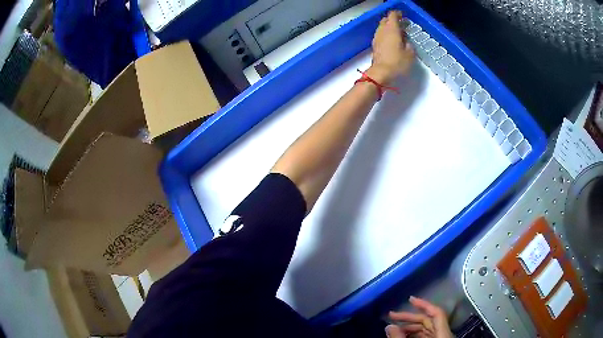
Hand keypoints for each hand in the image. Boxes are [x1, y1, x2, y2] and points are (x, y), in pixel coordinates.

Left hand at [368, 10, 414, 85]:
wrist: (381, 73)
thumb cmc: (397, 62)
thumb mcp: (410, 53)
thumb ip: (409, 43)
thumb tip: (405, 40)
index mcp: (391, 29)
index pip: (393, 15)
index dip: (398, 14)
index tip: (404, 17)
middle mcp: (382, 31)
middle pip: (386, 20)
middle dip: (393, 20)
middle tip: (403, 25)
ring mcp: (377, 38)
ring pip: (382, 27)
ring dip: (390, 28)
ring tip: (399, 34)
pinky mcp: (375, 45)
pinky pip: (381, 35)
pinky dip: (387, 34)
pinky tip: (393, 41)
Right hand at [385, 296, 453, 337]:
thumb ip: (400, 337)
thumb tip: (388, 326)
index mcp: (443, 332)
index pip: (436, 312)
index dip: (424, 304)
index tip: (410, 299)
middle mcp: (444, 333)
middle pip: (428, 320)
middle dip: (410, 317)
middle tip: (392, 315)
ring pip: (425, 329)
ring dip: (410, 327)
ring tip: (394, 328)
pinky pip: (425, 335)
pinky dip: (414, 334)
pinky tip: (403, 335)